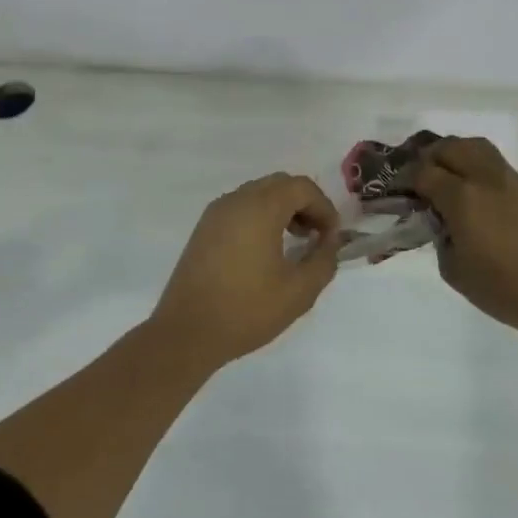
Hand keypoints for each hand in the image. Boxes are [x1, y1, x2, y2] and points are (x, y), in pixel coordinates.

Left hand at [150, 173, 341, 369]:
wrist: (186, 333)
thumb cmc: (246, 310)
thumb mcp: (299, 292)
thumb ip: (324, 261)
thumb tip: (329, 243)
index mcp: (261, 208)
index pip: (302, 187)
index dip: (324, 207)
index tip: (332, 238)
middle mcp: (237, 200)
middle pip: (280, 184)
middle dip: (304, 204)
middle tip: (315, 236)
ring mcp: (216, 212)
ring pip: (259, 193)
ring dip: (282, 209)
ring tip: (293, 242)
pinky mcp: (204, 228)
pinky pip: (241, 207)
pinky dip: (261, 216)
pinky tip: (265, 250)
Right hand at [412, 137, 517, 331]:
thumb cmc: (500, 287)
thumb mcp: (453, 269)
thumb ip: (439, 236)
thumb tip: (440, 219)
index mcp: (461, 197)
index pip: (424, 172)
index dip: (406, 176)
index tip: (398, 186)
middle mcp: (484, 178)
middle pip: (450, 147)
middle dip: (429, 155)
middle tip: (420, 173)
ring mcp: (509, 179)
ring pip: (476, 146)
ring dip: (456, 152)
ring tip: (447, 171)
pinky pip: (495, 162)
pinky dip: (477, 164)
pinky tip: (474, 186)